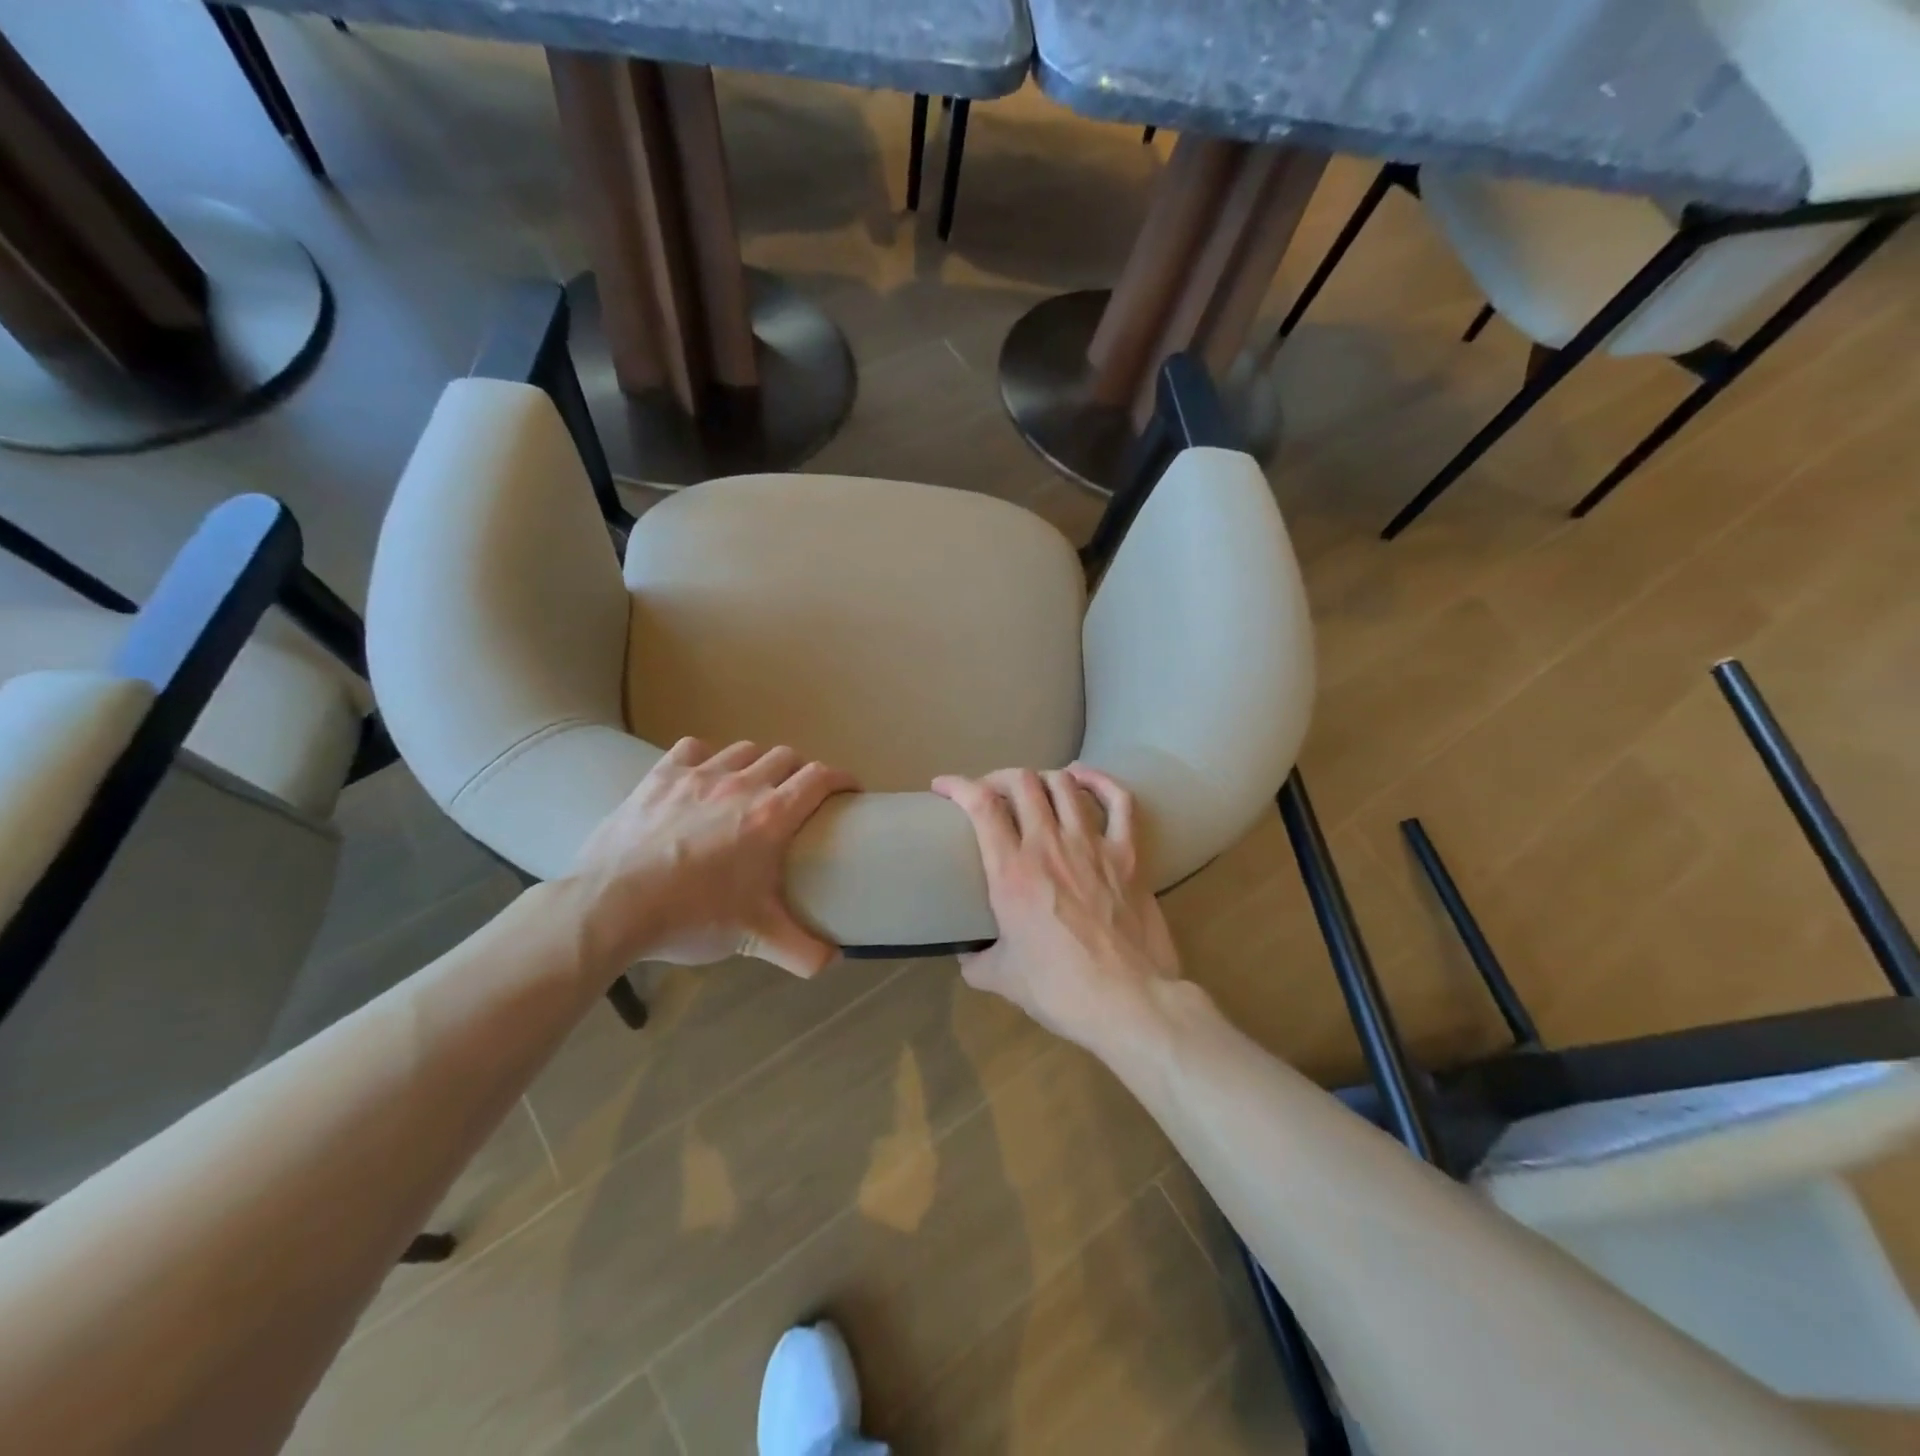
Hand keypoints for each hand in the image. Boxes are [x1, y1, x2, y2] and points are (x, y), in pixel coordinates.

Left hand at [567, 737, 856, 979]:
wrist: (612, 907)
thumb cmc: (692, 918)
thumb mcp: (755, 939)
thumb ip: (804, 952)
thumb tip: (835, 960)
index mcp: (772, 816)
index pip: (820, 778)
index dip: (842, 778)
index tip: (850, 790)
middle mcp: (741, 784)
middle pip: (786, 757)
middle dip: (801, 771)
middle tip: (800, 796)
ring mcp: (698, 775)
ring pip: (744, 749)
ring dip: (758, 762)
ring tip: (754, 784)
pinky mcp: (661, 775)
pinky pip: (694, 748)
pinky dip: (707, 756)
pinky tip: (704, 775)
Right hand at [932, 765, 1180, 1053]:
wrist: (1128, 1003)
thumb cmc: (1059, 991)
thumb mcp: (1000, 978)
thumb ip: (975, 958)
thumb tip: (965, 950)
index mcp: (1011, 872)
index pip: (981, 805)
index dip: (958, 785)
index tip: (943, 786)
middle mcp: (1049, 845)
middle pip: (1021, 782)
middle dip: (998, 778)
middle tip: (991, 794)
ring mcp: (1092, 845)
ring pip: (1064, 784)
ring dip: (1042, 779)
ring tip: (1033, 790)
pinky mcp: (1128, 854)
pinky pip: (1119, 801)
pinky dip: (1100, 781)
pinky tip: (1084, 777)